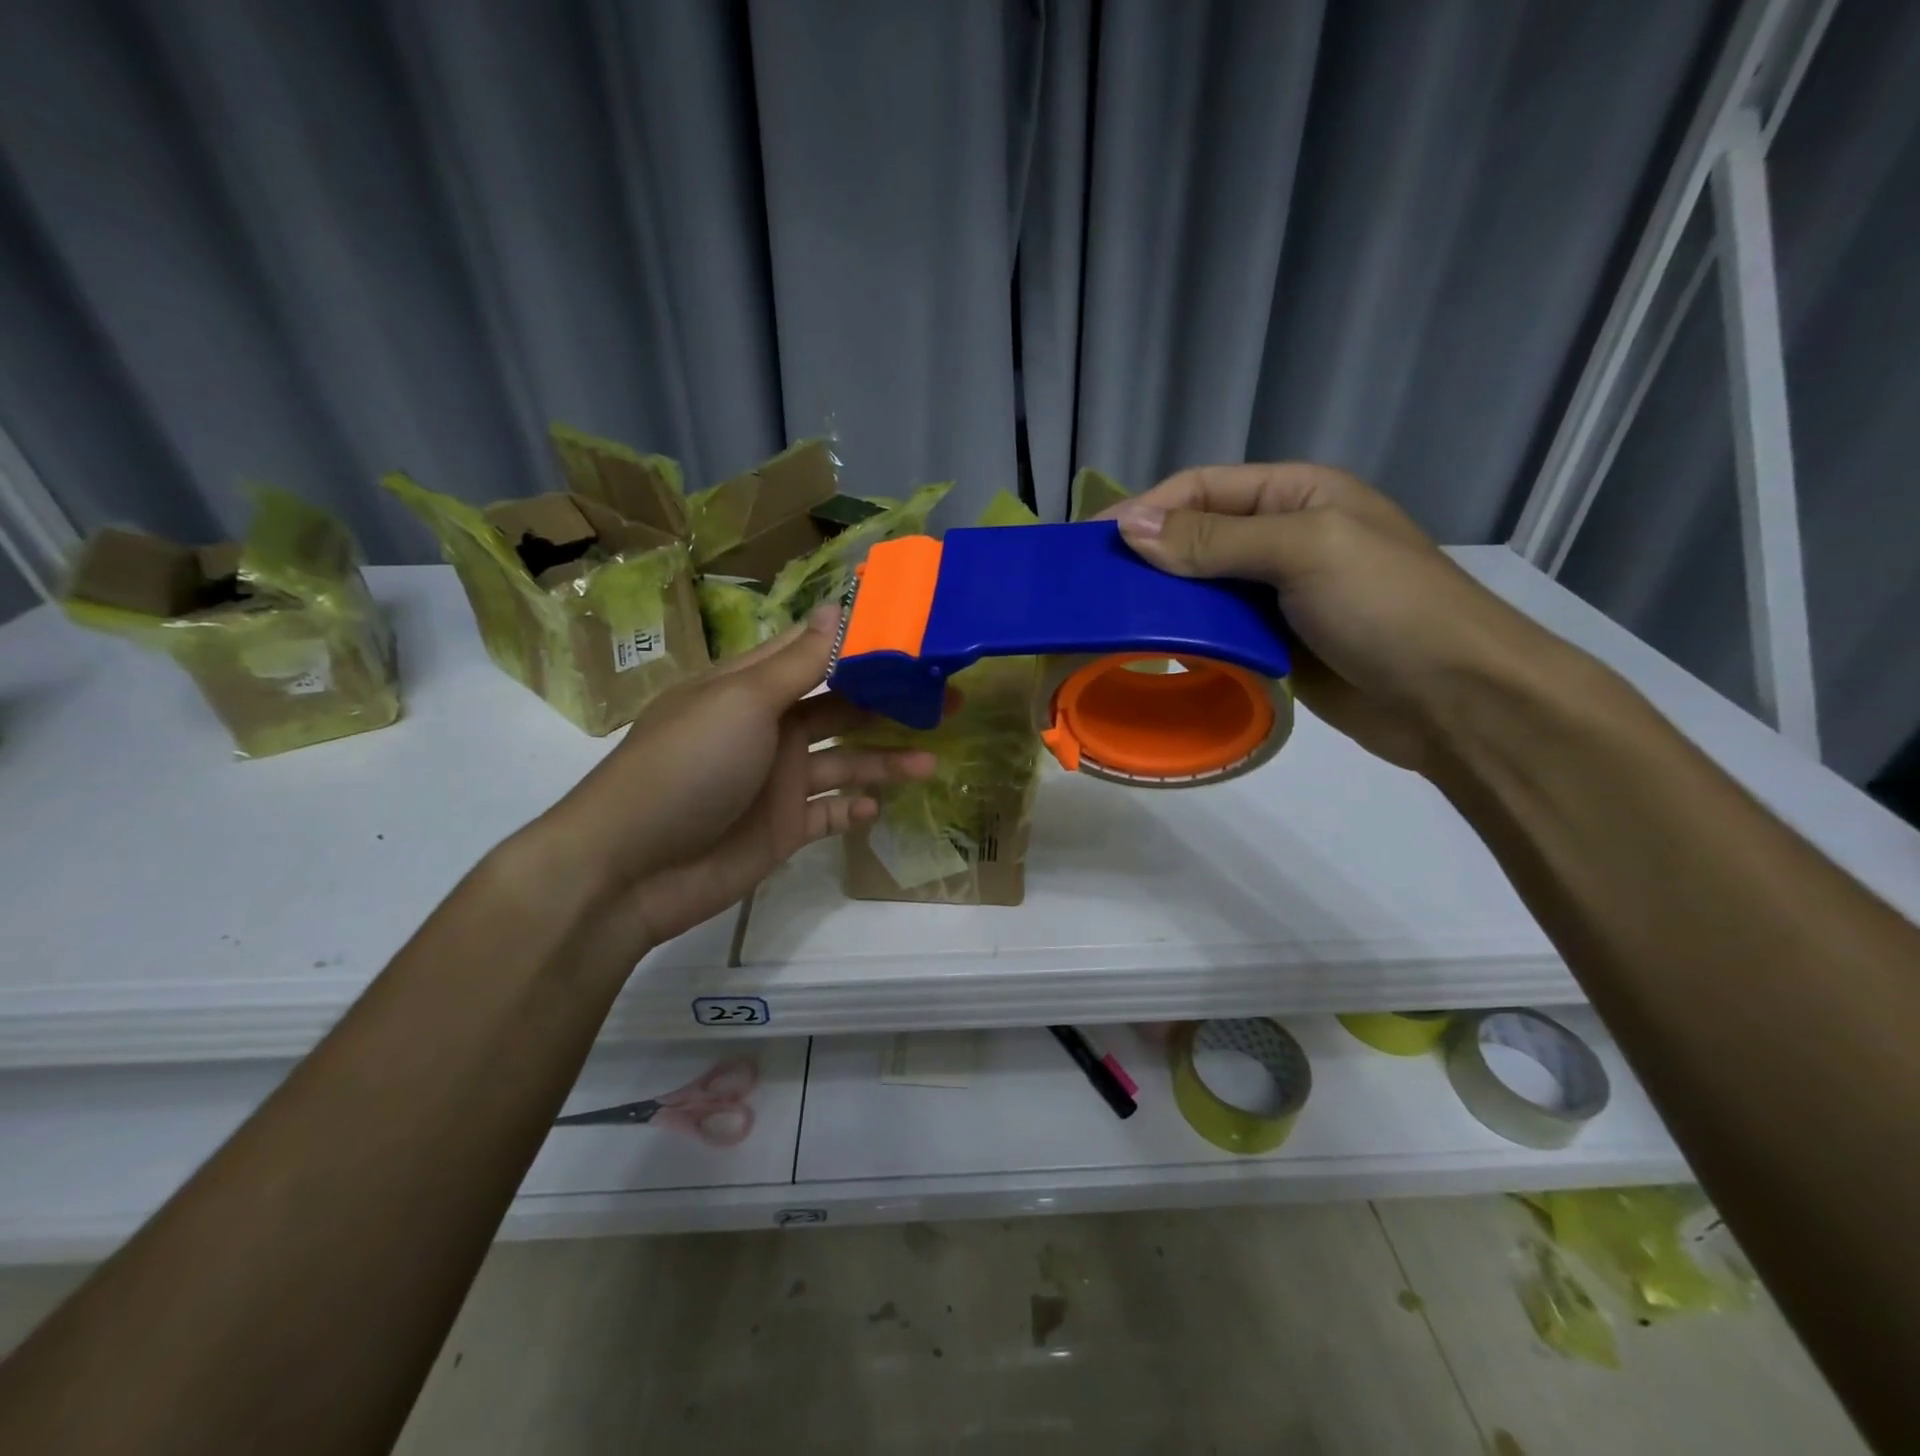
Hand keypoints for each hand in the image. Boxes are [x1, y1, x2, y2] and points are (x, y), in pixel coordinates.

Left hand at [532, 611, 936, 960]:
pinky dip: (853, 810)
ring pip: (845, 762)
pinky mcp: (782, 827)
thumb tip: (838, 605)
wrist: (632, 868)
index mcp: (753, 686)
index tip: (917, 632)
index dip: (864, 641)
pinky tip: (876, 808)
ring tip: (932, 763)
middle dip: (892, 704)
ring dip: (886, 761)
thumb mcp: (743, 702)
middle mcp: (768, 727)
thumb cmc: (687, 766)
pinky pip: (829, 813)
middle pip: (842, 707)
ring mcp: (776, 779)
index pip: (816, 651)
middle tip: (950, 700)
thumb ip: (799, 662)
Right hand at [1108, 464, 1549, 772]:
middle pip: (1195, 536)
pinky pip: (1215, 630)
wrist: (1453, 697)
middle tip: (1093, 585)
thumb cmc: (1386, 606)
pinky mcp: (1272, 643)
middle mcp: (1282, 537)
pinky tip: (1152, 648)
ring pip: (1200, 587)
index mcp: (1295, 495)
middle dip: (1146, 555)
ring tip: (1110, 618)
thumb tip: (1129, 528)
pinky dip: (1184, 636)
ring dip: (1160, 600)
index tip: (1093, 543)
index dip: (1146, 508)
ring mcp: (1277, 594)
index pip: (1202, 488)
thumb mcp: (1303, 551)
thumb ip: (1215, 540)